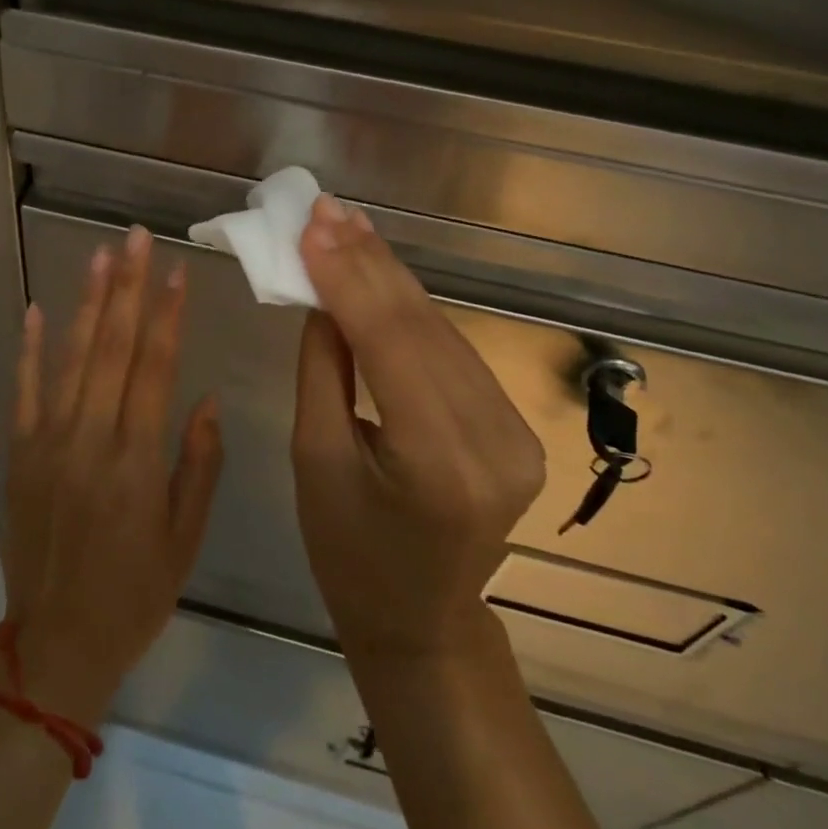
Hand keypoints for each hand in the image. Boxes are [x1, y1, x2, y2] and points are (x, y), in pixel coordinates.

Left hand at [0, 226, 223, 725]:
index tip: (178, 270)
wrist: (55, 643)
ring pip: (71, 358)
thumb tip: (205, 399)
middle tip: (136, 238)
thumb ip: (198, 465)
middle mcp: (90, 440)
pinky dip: (29, 348)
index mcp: (136, 461)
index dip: (169, 315)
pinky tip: (36, 308)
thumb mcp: (184, 539)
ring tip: (101, 256)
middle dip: (129, 288)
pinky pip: (24, 390)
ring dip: (88, 303)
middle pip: (113, 348)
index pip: (155, 369)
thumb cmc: (134, 594)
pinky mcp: (19, 453)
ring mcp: (48, 443)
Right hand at [292, 196, 545, 657]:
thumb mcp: (315, 459)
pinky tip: (380, 270)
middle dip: (367, 260)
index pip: (390, 343)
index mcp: (437, 463)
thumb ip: (322, 368)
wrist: (421, 620)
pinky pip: (452, 350)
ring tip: (346, 225)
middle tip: (326, 208)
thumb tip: (321, 293)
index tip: (312, 224)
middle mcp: (492, 440)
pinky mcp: (515, 424)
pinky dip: (411, 308)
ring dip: (389, 274)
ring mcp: (514, 432)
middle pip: (421, 326)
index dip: (348, 276)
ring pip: (440, 329)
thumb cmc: (348, 552)